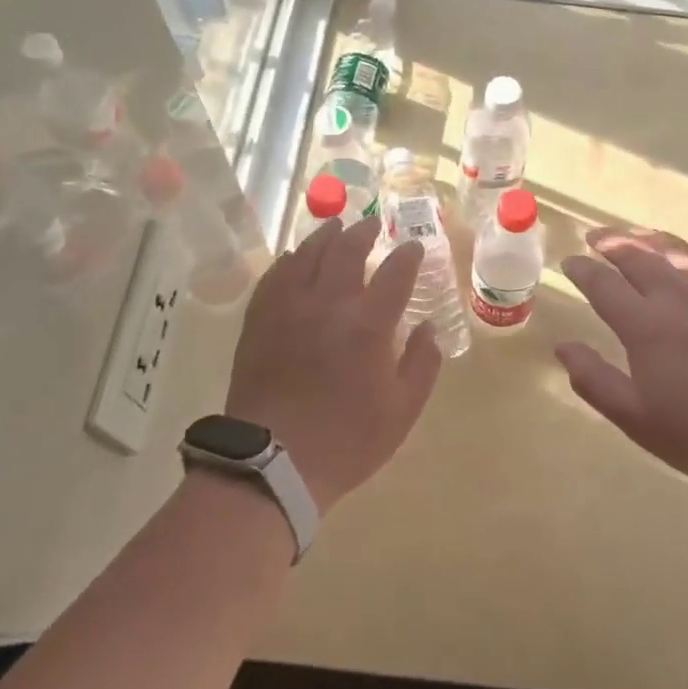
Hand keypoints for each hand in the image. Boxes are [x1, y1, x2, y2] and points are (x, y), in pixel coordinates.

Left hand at [223, 218, 442, 513]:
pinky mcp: (260, 319)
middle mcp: (329, 303)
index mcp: (369, 325)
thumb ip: (422, 364)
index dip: (408, 256)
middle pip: (347, 251)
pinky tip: (295, 257)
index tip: (414, 248)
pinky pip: (276, 275)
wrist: (272, 463)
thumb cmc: (346, 441)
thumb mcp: (402, 411)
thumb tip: (427, 328)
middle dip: (365, 233)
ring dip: (326, 236)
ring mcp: (289, 307)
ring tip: (336, 226)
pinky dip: (290, 260)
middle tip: (374, 225)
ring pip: (308, 255)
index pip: (395, 273)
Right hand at [556, 226, 687, 499]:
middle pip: (638, 257)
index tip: (569, 261)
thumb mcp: (636, 419)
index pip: (604, 284)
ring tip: (636, 235)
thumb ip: (595, 380)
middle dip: (612, 243)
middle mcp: (678, 298)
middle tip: (595, 236)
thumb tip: (563, 347)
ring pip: (678, 252)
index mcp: (645, 325)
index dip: (583, 270)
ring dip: (650, 240)